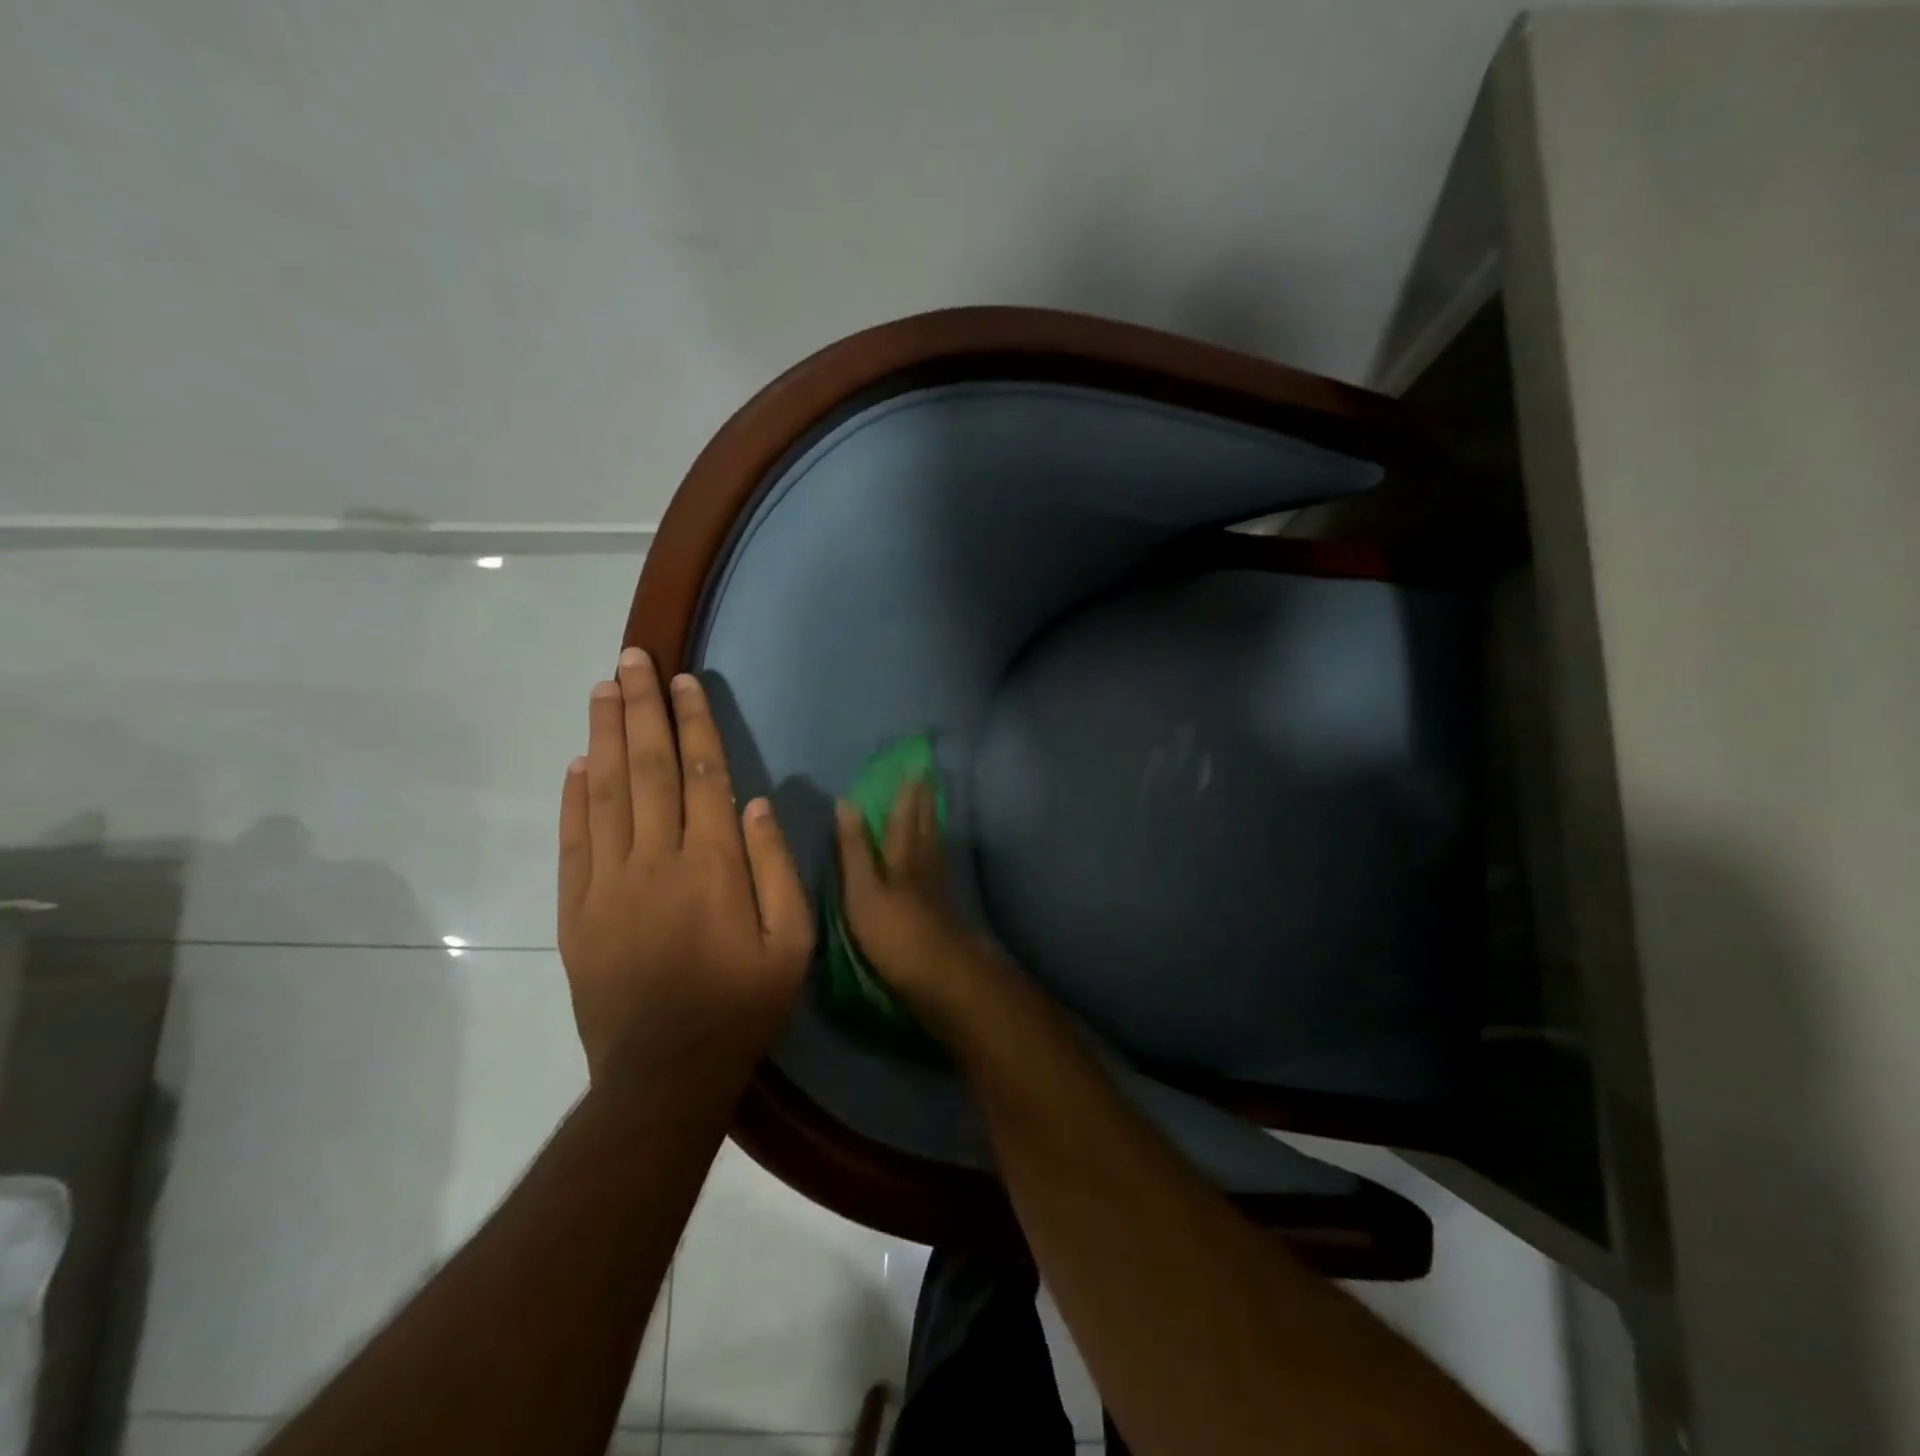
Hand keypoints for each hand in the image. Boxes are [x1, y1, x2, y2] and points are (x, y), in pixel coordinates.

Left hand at [559, 649, 813, 1080]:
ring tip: (602, 689)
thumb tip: (757, 806)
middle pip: (647, 769)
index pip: (701, 775)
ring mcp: (608, 884)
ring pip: (605, 793)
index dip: (693, 723)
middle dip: (641, 709)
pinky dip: (574, 797)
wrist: (665, 1074)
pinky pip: (573, 842)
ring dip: (605, 736)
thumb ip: (776, 869)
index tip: (683, 681)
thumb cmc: (742, 1005)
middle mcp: (656, 861)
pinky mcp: (577, 911)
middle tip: (631, 660)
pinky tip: (578, 762)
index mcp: (712, 866)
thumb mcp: (792, 944)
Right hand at [833, 780, 1007, 1035]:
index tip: (913, 767)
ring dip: (934, 821)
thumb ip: (855, 850)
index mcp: (903, 857)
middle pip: (927, 826)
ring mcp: (939, 887)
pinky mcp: (946, 909)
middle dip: (925, 801)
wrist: (942, 979)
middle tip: (929, 777)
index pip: (904, 816)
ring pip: (937, 844)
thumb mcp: (863, 891)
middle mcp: (925, 864)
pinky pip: (941, 865)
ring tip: (934, 805)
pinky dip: (938, 851)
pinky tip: (938, 856)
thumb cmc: (894, 934)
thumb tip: (846, 804)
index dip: (907, 792)